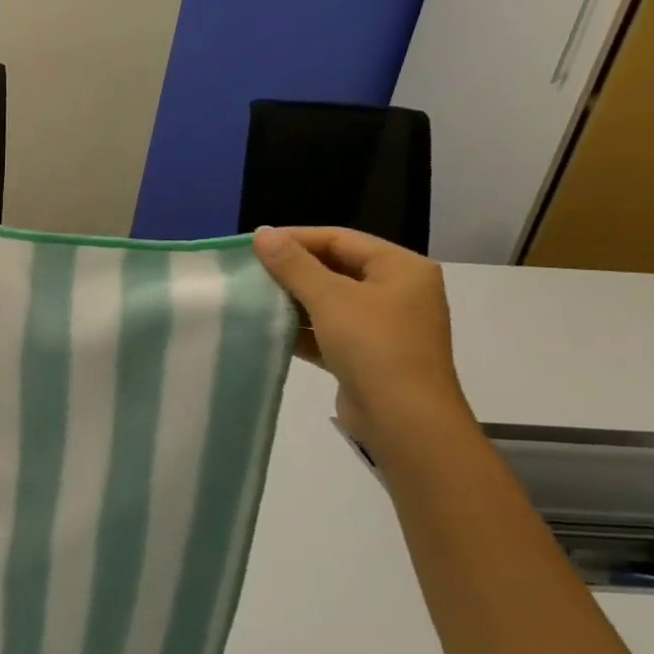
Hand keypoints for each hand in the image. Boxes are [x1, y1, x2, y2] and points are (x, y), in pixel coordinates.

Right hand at [252, 226, 472, 453]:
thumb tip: (262, 232)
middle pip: (336, 268)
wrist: (404, 420)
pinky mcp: (367, 355)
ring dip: (294, 300)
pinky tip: (269, 329)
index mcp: (401, 268)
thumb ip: (293, 264)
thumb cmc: (373, 346)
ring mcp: (384, 325)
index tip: (254, 244)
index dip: (296, 238)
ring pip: (330, 301)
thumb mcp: (330, 298)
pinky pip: (329, 331)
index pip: (340, 239)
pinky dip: (302, 329)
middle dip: (293, 270)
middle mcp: (397, 291)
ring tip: (253, 297)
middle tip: (250, 270)